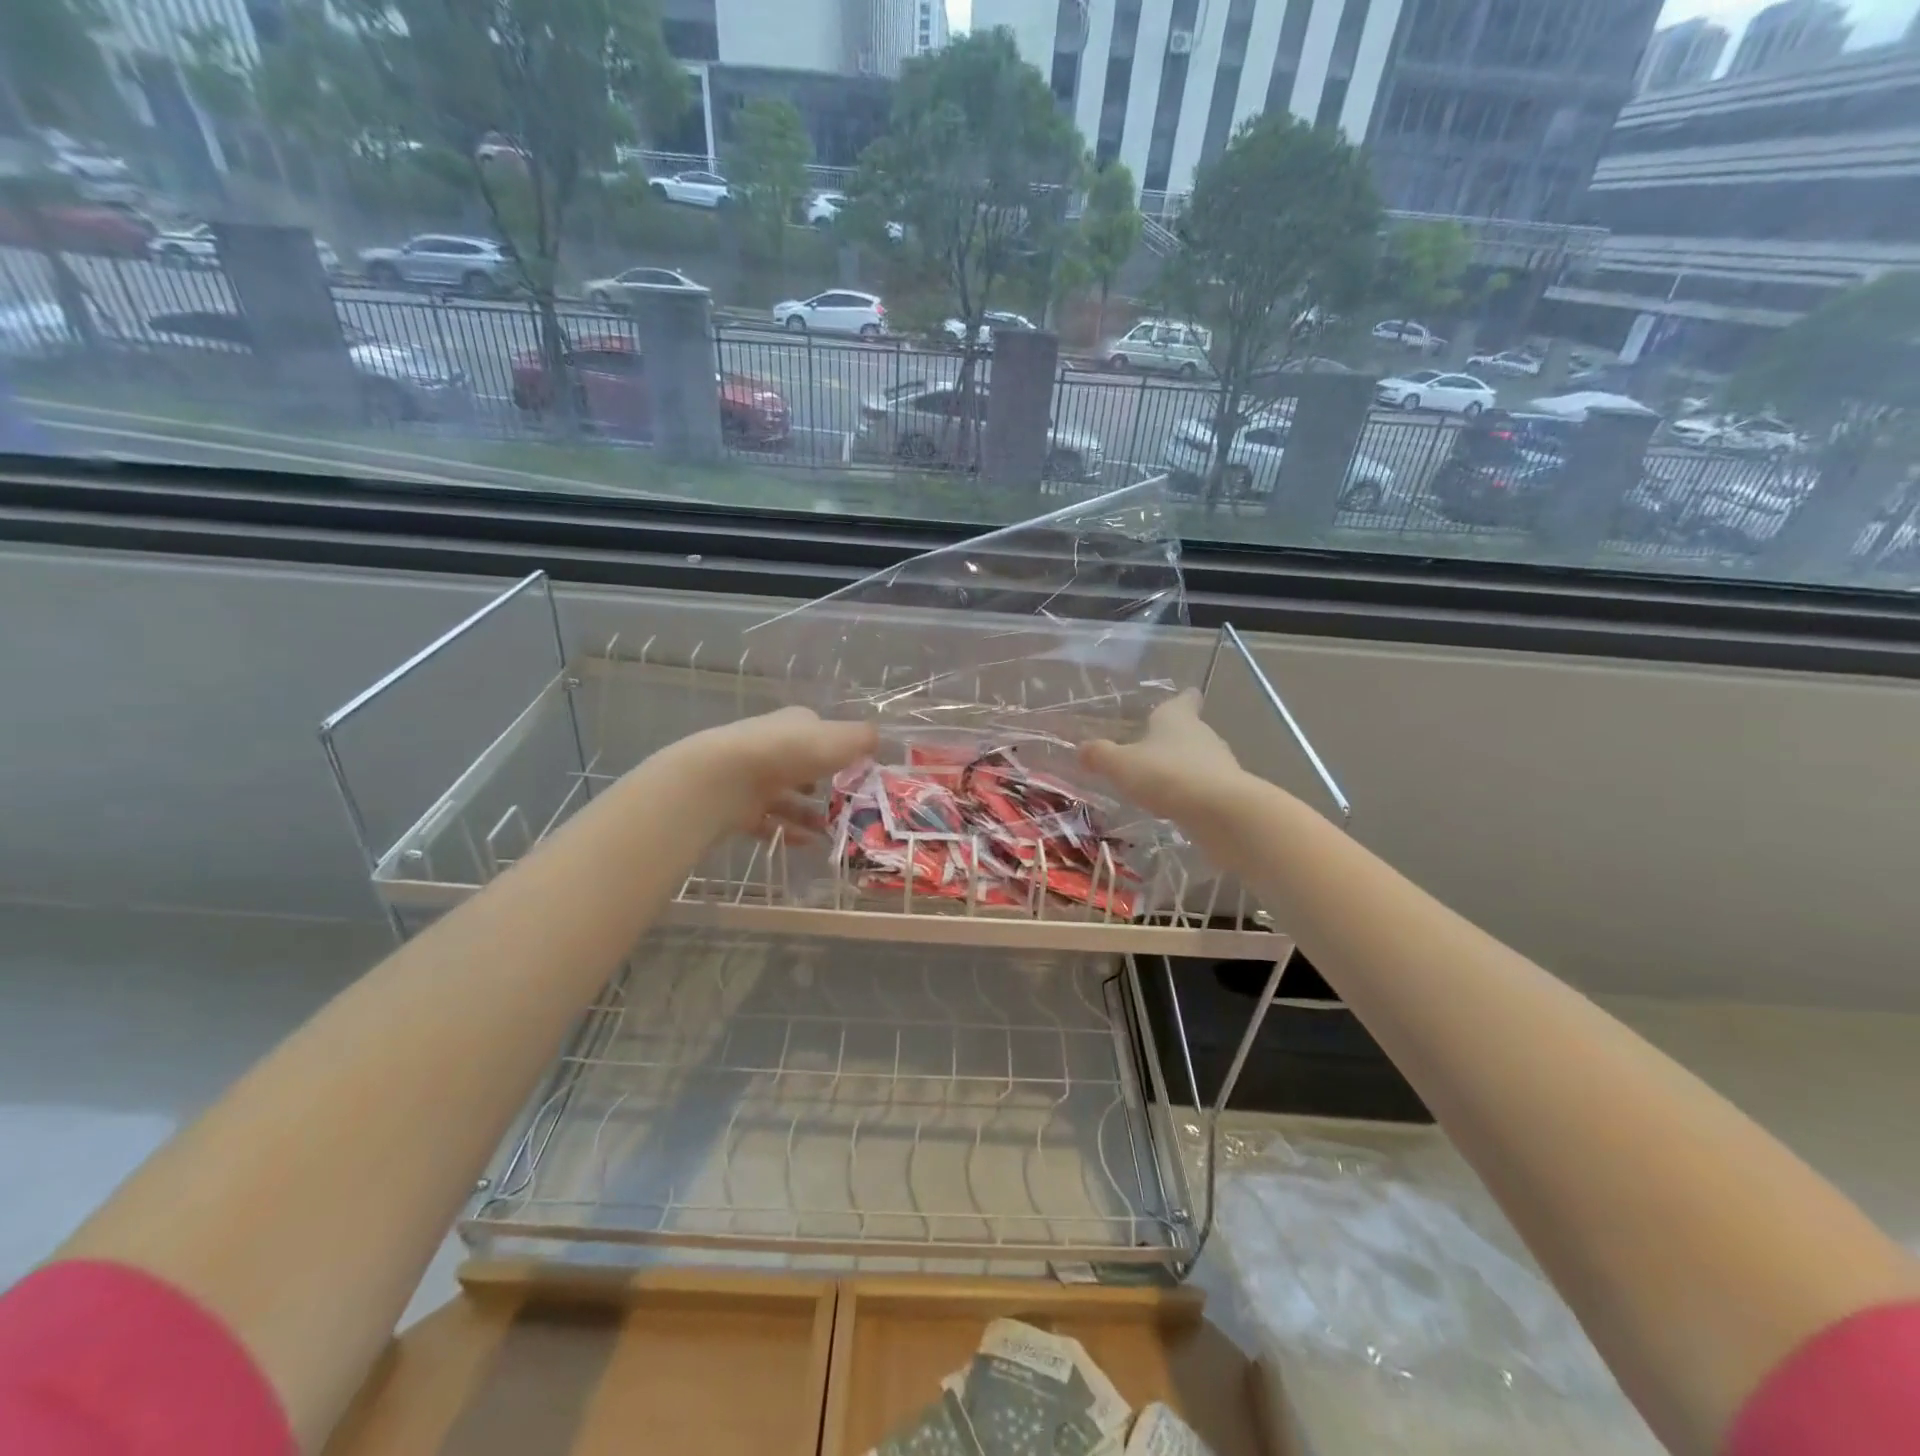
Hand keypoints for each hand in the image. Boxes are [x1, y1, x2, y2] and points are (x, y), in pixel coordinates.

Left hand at [670, 706, 877, 842]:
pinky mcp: (740, 807)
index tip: (859, 770)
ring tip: (833, 831)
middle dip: (824, 784)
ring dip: (809, 813)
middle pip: (802, 766)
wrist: (726, 778)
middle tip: (849, 805)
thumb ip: (862, 739)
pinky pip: (769, 822)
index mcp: (795, 724)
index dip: (839, 749)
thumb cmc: (791, 752)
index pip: (820, 732)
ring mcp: (753, 778)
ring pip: (786, 797)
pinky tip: (810, 844)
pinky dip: (789, 832)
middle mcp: (773, 747)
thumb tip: (878, 739)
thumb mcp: (840, 739)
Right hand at [1079, 690, 1243, 821]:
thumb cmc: (1166, 775)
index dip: (1182, 699)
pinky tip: (1176, 805)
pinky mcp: (1228, 792)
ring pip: (1198, 758)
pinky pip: (1205, 786)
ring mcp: (1219, 763)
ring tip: (1159, 780)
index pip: (1184, 700)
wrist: (1220, 812)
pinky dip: (1191, 792)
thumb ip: (1100, 755)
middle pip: (1189, 730)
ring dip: (1182, 767)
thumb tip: (1081, 749)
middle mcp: (1202, 734)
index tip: (1184, 697)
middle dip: (1173, 738)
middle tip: (1151, 748)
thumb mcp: (1121, 765)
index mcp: (1177, 718)